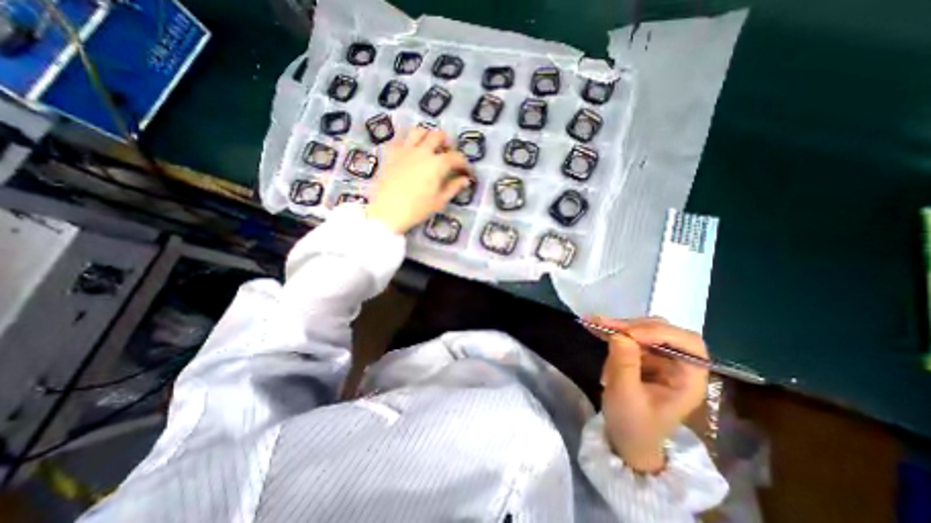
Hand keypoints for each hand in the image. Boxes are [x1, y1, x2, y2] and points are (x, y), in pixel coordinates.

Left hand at [368, 127, 473, 231]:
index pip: (456, 157)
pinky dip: (408, 140)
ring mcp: (405, 150)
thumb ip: (453, 187)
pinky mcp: (391, 153)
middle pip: (438, 136)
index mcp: (437, 164)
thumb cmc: (416, 209)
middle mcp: (422, 151)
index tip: (467, 171)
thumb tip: (465, 180)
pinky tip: (410, 150)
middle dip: (447, 143)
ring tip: (430, 147)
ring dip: (428, 136)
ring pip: (419, 131)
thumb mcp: (439, 201)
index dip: (464, 163)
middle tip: (449, 154)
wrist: (387, 212)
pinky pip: (400, 138)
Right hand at [584, 315, 710, 474]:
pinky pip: (629, 336)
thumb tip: (619, 333)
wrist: (625, 439)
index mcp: (689, 379)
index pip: (688, 344)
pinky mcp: (643, 357)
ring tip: (593, 323)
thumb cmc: (632, 424)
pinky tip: (594, 326)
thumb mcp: (625, 395)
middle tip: (603, 324)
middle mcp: (678, 364)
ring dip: (619, 326)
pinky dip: (612, 331)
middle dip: (632, 326)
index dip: (660, 333)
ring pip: (643, 330)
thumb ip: (625, 363)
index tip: (628, 334)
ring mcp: (660, 359)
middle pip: (663, 331)